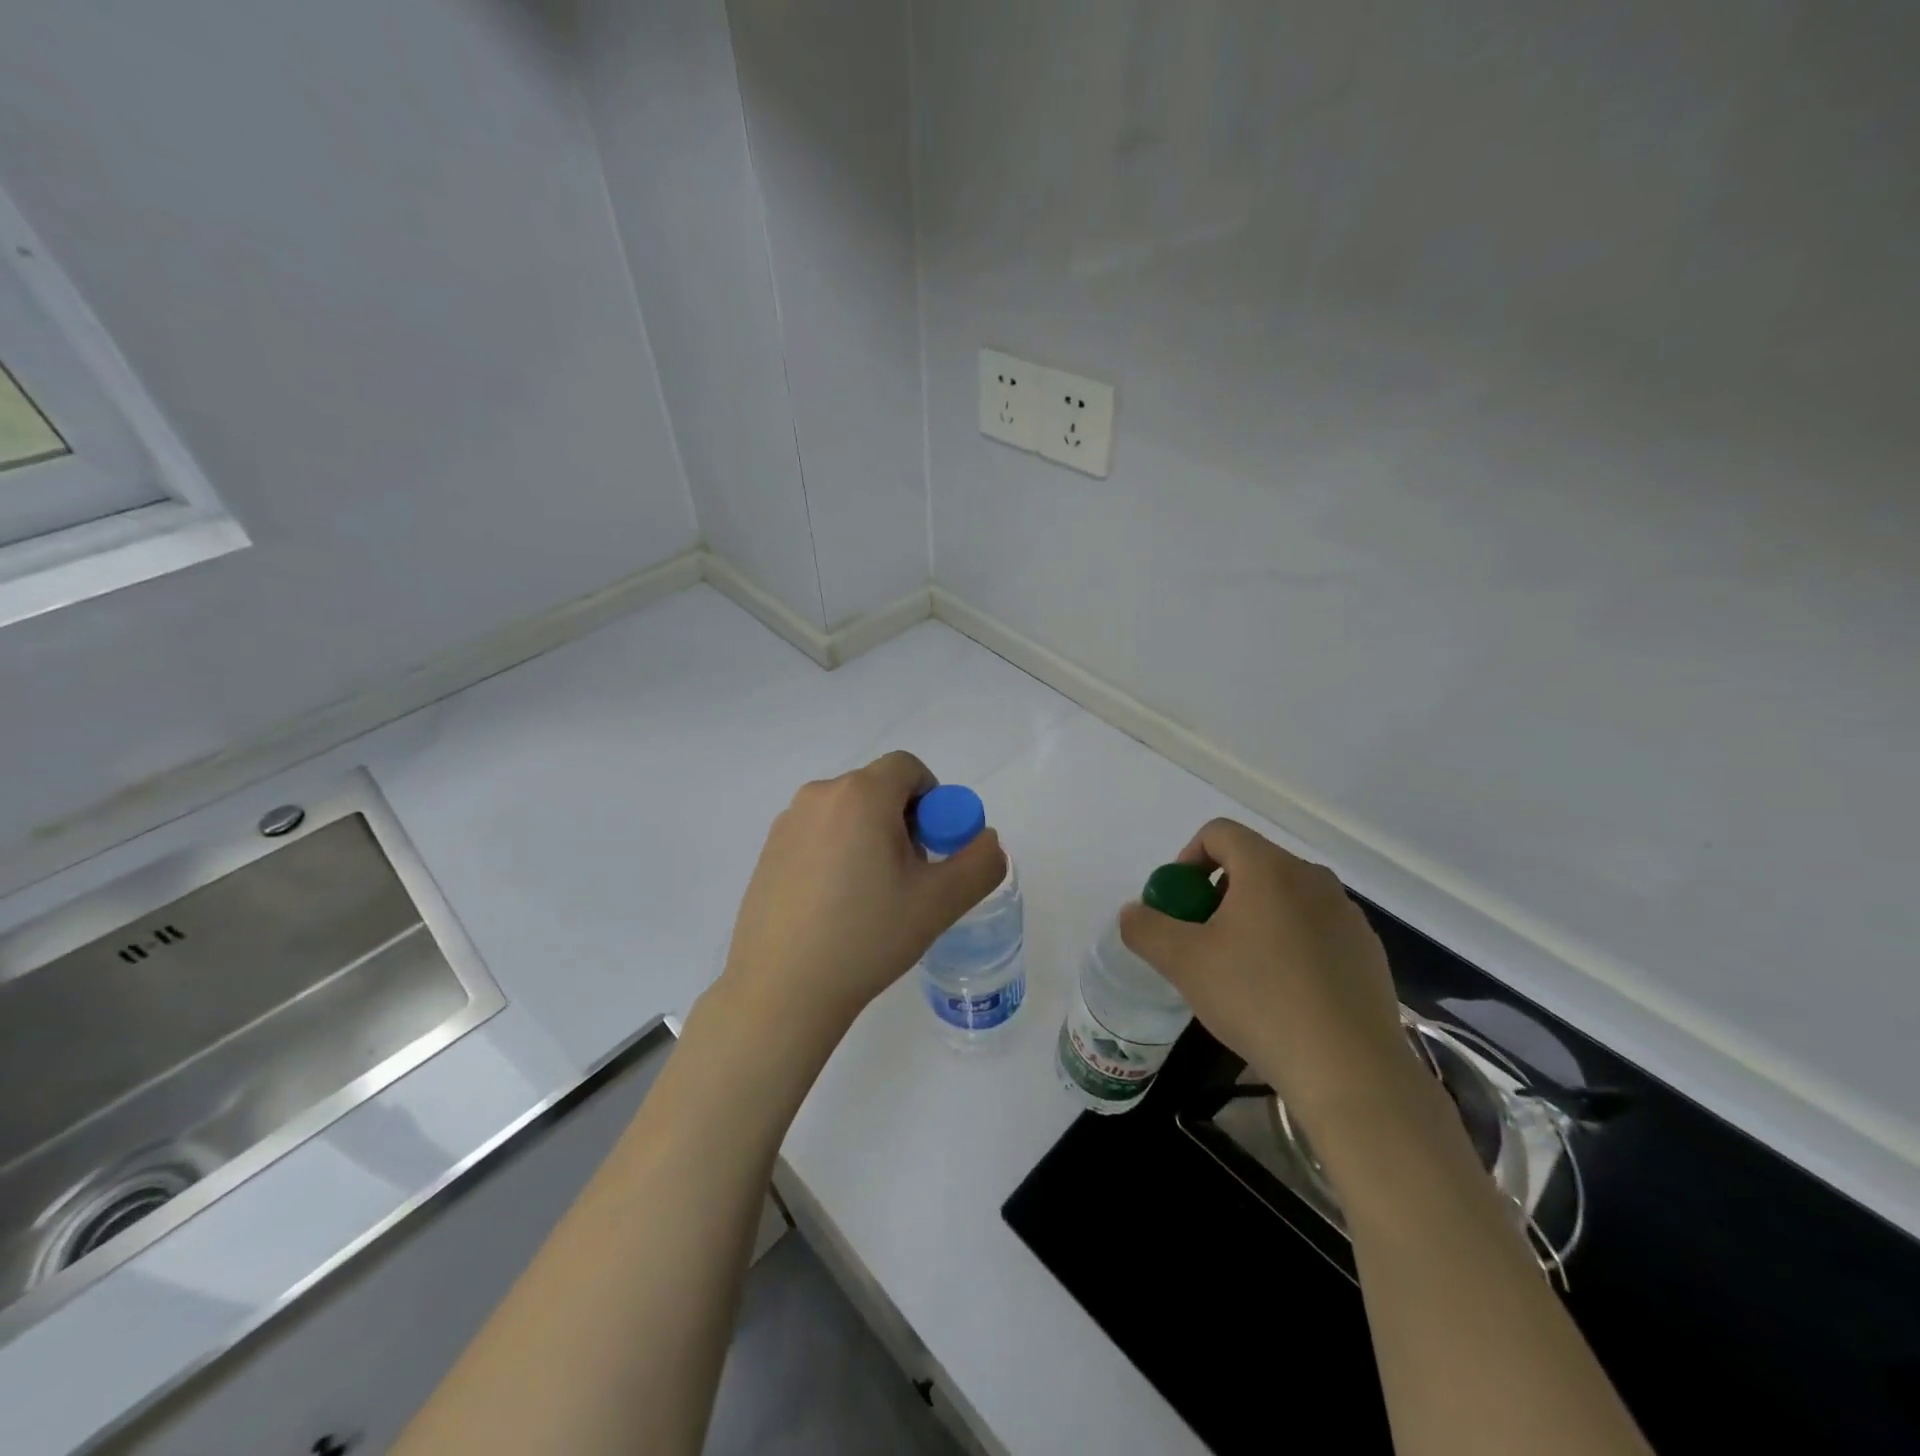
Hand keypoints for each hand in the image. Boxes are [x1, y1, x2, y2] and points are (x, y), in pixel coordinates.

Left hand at [719, 751, 1006, 1037]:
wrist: (781, 991)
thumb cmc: (866, 937)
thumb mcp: (939, 902)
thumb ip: (980, 862)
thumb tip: (986, 840)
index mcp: (861, 795)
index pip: (908, 768)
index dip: (933, 799)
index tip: (933, 847)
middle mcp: (819, 796)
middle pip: (878, 788)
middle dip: (903, 821)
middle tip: (908, 876)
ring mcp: (787, 823)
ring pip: (847, 812)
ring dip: (870, 836)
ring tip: (871, 896)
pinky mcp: (768, 851)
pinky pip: (818, 833)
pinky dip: (837, 852)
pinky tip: (835, 905)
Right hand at [1119, 818, 1418, 1129]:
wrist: (1349, 1069)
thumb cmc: (1258, 999)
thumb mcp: (1183, 963)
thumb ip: (1146, 928)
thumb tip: (1133, 912)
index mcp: (1269, 869)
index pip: (1219, 833)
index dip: (1187, 859)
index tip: (1179, 904)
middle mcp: (1312, 878)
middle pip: (1252, 864)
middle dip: (1217, 894)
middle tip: (1203, 941)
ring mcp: (1346, 914)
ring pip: (1285, 898)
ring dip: (1254, 919)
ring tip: (1242, 971)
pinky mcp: (1367, 950)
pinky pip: (1315, 928)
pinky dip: (1290, 944)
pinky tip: (1284, 993)